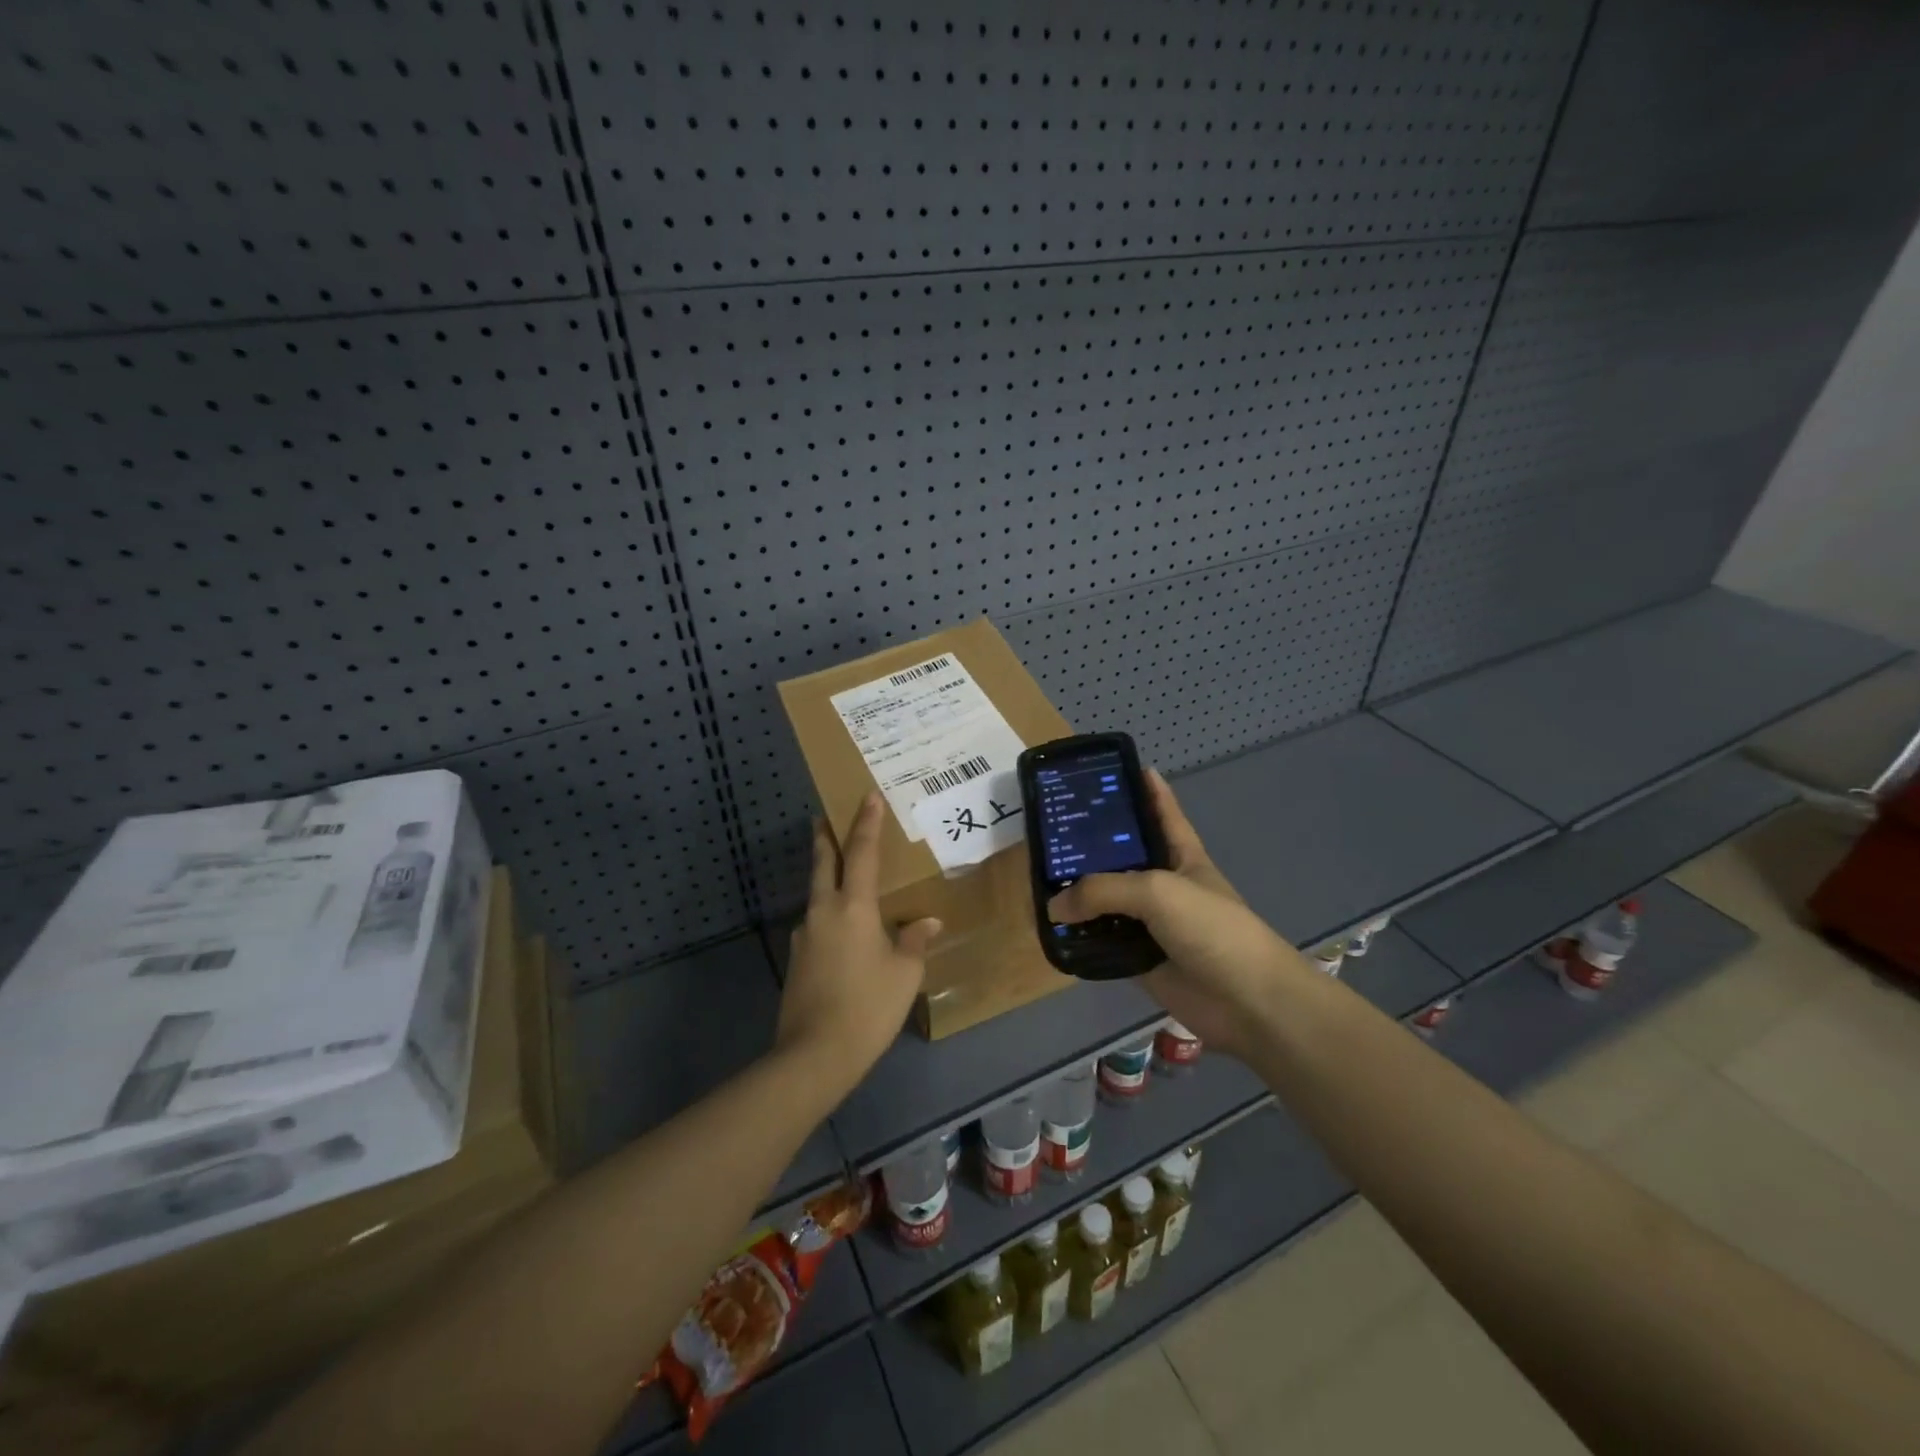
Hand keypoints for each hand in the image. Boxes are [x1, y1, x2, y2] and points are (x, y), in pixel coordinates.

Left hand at [777, 792, 941, 1088]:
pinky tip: (842, 935)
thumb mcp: (904, 974)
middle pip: (823, 864)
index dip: (866, 823)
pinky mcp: (797, 961)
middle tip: (823, 818)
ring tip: (844, 882)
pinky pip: (816, 925)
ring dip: (826, 880)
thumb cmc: (868, 1006)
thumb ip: (914, 942)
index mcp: (853, 907)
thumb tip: (927, 922)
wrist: (814, 1054)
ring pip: (816, 896)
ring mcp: (805, 936)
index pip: (861, 853)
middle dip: (825, 839)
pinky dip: (828, 916)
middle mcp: (823, 912)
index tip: (867, 797)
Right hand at [1047, 770, 1309, 1059]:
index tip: (1115, 768)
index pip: (1162, 810)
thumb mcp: (1157, 891)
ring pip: (1107, 901)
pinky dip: (1081, 937)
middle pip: (1123, 856)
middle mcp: (1163, 883)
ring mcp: (1151, 922)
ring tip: (1038, 879)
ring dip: (1079, 894)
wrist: (1248, 1001)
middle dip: (1091, 843)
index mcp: (1181, 854)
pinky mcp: (1140, 958)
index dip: (1144, 788)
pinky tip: (1052, 929)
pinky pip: (1103, 941)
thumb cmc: (1211, 928)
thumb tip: (1054, 906)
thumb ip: (1102, 890)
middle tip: (1050, 828)